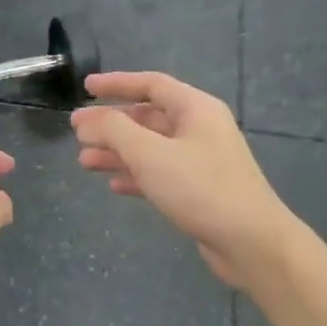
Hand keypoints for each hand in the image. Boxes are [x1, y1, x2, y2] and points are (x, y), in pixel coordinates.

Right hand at [71, 72, 293, 288]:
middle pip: (147, 117)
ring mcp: (200, 161)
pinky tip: (113, 185)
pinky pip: (159, 173)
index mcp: (195, 109)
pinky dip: (134, 176)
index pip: (151, 84)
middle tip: (76, 132)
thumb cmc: (200, 188)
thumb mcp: (150, 154)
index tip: (86, 88)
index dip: (116, 84)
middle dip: (110, 124)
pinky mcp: (198, 190)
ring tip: (84, 161)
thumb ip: (114, 130)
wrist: (250, 242)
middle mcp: (199, 129)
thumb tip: (87, 119)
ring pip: (149, 148)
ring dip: (117, 152)